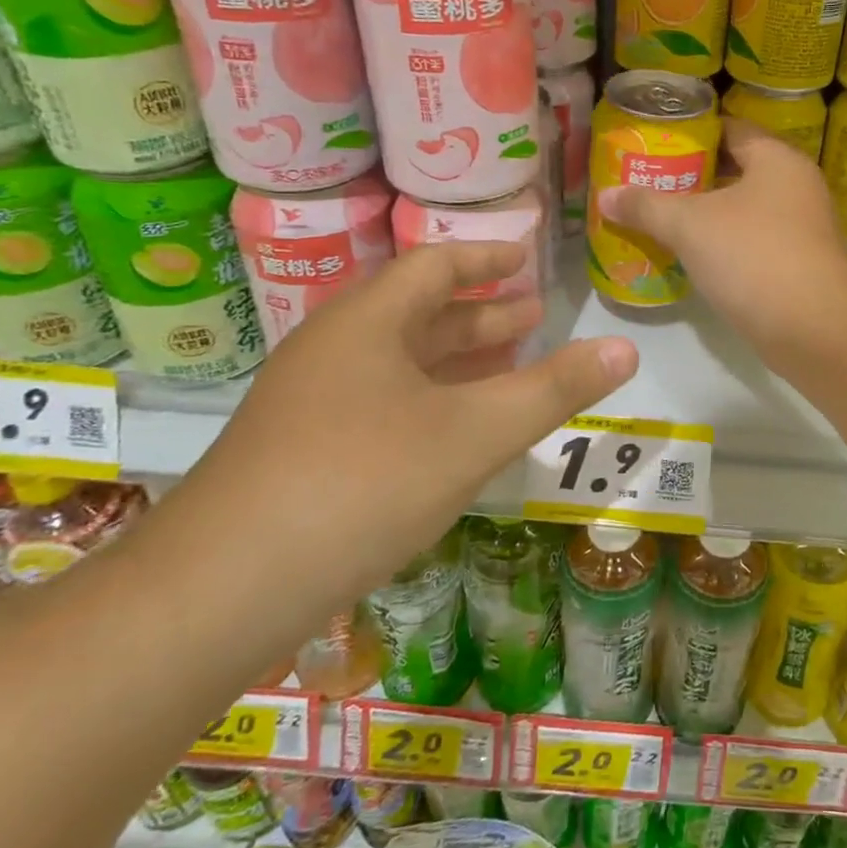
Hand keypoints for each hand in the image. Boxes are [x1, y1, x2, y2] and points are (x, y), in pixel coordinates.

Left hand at [177, 242, 638, 608]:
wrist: (221, 589)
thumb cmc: (363, 483)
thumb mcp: (474, 433)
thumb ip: (553, 390)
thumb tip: (625, 349)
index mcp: (367, 324)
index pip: (435, 267)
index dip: (485, 259)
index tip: (525, 258)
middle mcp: (333, 350)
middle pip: (417, 315)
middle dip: (480, 317)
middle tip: (533, 320)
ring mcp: (310, 403)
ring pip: (398, 365)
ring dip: (455, 362)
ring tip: (507, 368)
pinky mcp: (301, 451)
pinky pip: (380, 404)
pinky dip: (429, 402)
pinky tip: (454, 433)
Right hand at [597, 119, 846, 368]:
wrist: (814, 330)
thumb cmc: (753, 258)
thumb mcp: (690, 226)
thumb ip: (646, 206)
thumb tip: (605, 195)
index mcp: (777, 159)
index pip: (729, 128)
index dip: (690, 133)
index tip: (652, 143)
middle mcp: (795, 186)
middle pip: (735, 169)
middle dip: (690, 177)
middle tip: (646, 182)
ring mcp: (800, 228)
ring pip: (742, 209)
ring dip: (704, 213)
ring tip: (657, 217)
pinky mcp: (797, 264)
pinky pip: (750, 242)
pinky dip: (721, 243)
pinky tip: (688, 255)